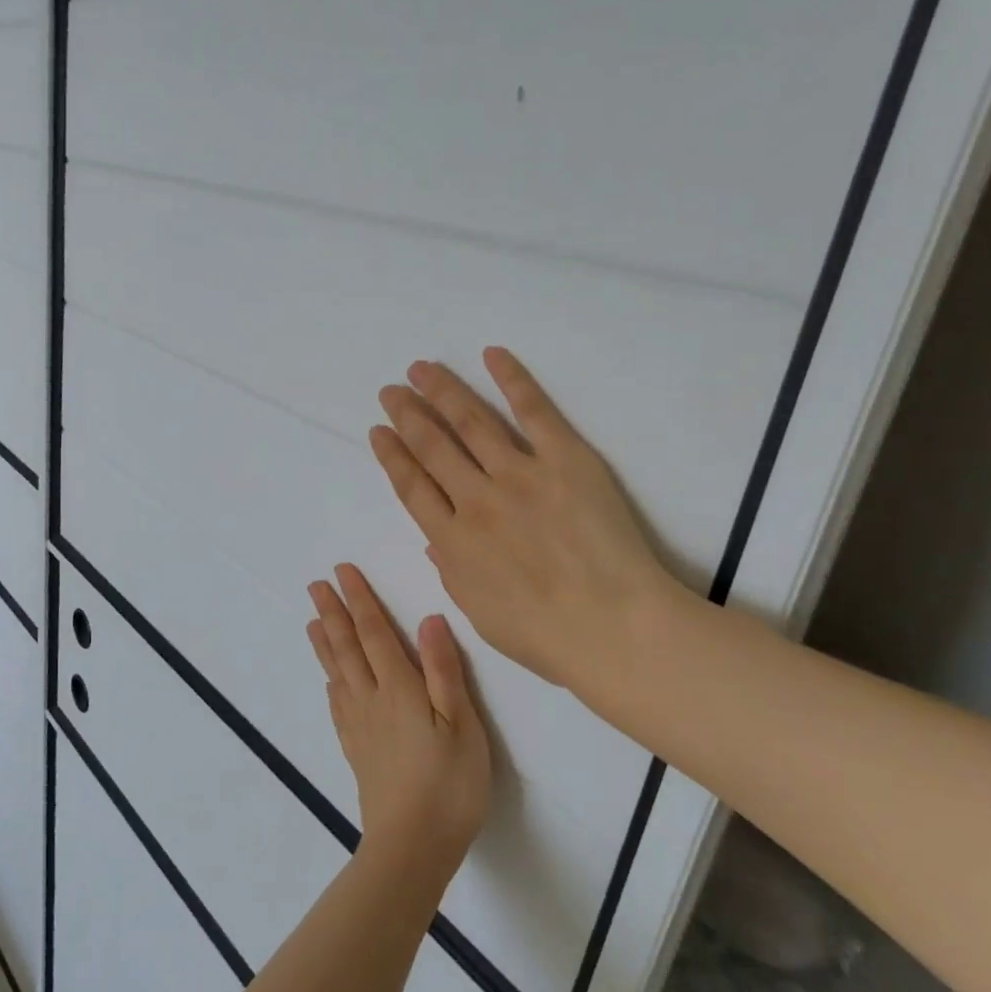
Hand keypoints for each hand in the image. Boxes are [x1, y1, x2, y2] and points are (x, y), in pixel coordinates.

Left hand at [306, 564, 490, 887]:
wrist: (413, 846)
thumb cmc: (449, 784)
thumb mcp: (462, 724)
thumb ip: (444, 671)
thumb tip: (428, 620)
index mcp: (399, 689)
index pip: (374, 633)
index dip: (359, 601)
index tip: (342, 573)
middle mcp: (372, 700)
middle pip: (347, 648)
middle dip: (333, 613)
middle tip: (315, 585)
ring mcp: (360, 728)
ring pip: (337, 674)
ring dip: (325, 643)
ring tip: (311, 621)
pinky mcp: (357, 752)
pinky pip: (337, 706)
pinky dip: (330, 684)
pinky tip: (330, 682)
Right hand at [369, 347, 689, 700]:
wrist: (611, 626)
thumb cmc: (544, 636)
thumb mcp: (479, 613)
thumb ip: (452, 571)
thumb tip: (435, 540)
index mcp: (453, 542)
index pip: (412, 487)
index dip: (392, 455)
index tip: (378, 431)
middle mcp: (476, 500)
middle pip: (433, 447)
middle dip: (408, 415)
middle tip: (391, 390)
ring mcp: (519, 475)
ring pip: (471, 423)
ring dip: (443, 392)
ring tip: (422, 369)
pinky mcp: (564, 459)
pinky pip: (533, 412)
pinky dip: (511, 380)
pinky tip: (491, 355)